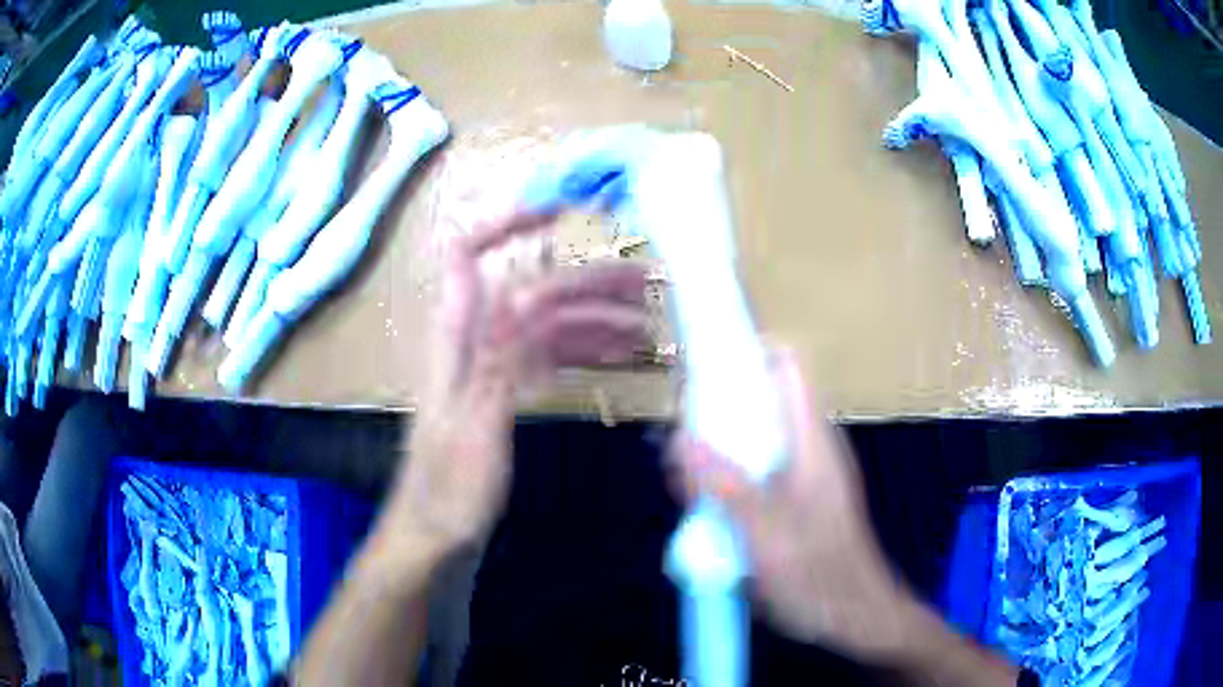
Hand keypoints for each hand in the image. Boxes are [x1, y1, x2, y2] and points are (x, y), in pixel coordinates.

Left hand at [390, 204, 650, 554]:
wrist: (437, 536)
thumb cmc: (450, 490)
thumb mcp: (474, 428)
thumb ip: (496, 360)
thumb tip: (525, 293)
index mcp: (456, 339)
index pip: (467, 254)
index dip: (506, 223)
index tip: (562, 214)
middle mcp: (474, 340)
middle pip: (530, 286)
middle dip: (584, 279)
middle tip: (644, 284)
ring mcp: (491, 366)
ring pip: (546, 321)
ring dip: (593, 315)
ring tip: (646, 324)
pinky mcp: (505, 393)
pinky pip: (548, 355)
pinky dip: (583, 348)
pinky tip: (618, 355)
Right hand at [671, 347, 925, 662]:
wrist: (855, 618)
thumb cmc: (819, 578)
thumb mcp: (765, 538)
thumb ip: (725, 489)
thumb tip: (681, 438)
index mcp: (810, 442)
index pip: (786, 368)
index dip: (747, 355)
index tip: (701, 373)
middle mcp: (807, 448)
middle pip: (759, 403)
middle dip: (715, 414)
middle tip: (677, 447)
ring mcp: (800, 475)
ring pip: (751, 441)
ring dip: (715, 454)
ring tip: (682, 486)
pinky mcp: (792, 501)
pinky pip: (753, 474)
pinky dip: (725, 482)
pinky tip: (704, 513)